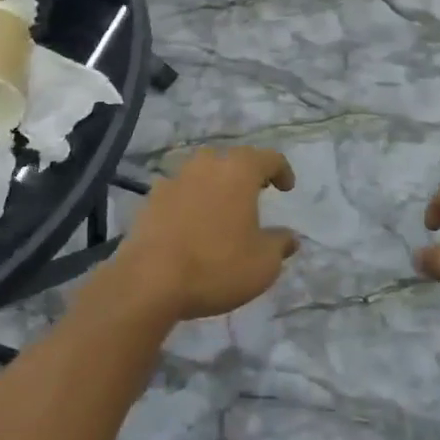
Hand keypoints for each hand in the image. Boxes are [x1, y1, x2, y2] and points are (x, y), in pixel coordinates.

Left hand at [114, 147, 298, 322]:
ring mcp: (176, 179)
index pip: (269, 158)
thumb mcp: (263, 264)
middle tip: (256, 193)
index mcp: (239, 171)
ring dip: (216, 185)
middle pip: (232, 160)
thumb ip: (280, 245)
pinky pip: (179, 192)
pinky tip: (191, 223)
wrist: (149, 281)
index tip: (287, 188)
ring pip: (203, 172)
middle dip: (246, 174)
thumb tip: (289, 237)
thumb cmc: (216, 265)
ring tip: (222, 208)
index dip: (282, 170)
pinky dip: (190, 201)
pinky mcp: (151, 199)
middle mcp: (207, 165)